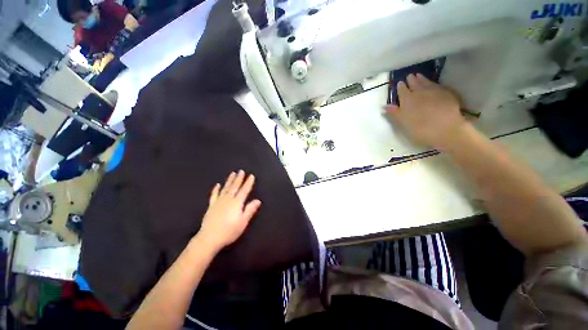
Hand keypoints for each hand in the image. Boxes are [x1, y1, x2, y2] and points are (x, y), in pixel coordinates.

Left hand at [197, 170, 261, 250]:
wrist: (209, 238)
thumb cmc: (229, 231)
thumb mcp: (243, 222)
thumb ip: (250, 210)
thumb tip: (258, 200)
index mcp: (237, 203)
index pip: (244, 190)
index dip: (248, 183)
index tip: (251, 176)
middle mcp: (228, 199)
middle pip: (235, 187)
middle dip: (239, 178)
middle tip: (241, 171)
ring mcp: (218, 202)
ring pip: (225, 188)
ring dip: (229, 180)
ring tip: (232, 174)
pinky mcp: (211, 206)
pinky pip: (214, 195)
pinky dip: (216, 189)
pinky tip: (217, 185)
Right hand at [385, 74, 467, 149]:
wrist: (445, 129)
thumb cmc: (420, 129)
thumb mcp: (403, 123)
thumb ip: (394, 113)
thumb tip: (385, 106)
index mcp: (407, 100)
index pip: (402, 90)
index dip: (400, 87)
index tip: (400, 83)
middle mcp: (419, 92)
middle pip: (414, 83)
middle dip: (411, 80)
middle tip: (409, 76)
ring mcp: (434, 91)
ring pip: (426, 82)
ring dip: (421, 78)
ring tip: (418, 75)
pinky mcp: (446, 93)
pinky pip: (436, 84)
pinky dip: (432, 82)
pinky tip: (432, 83)